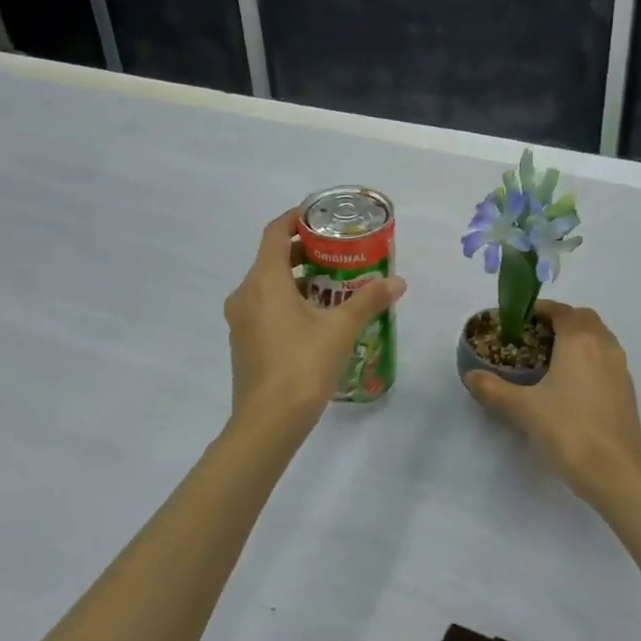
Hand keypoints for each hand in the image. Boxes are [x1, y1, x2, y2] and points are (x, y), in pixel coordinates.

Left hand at [224, 208, 405, 441]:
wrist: (267, 424)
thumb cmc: (302, 366)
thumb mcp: (342, 330)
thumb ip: (369, 300)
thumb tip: (398, 282)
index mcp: (264, 281)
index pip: (274, 232)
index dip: (295, 218)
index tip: (320, 216)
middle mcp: (246, 295)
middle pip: (272, 259)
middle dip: (303, 251)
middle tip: (338, 253)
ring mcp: (241, 321)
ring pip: (268, 285)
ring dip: (297, 279)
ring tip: (334, 286)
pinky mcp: (245, 343)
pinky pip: (265, 308)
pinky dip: (287, 302)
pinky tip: (317, 319)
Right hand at [463, 301, 640, 511]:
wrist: (617, 472)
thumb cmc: (569, 431)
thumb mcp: (524, 409)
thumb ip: (494, 390)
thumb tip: (470, 376)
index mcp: (579, 340)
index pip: (561, 311)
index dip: (540, 311)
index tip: (519, 321)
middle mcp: (603, 345)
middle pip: (584, 319)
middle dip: (560, 321)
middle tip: (534, 338)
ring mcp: (620, 368)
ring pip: (599, 338)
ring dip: (578, 338)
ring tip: (552, 359)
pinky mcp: (627, 390)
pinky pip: (607, 359)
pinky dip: (590, 358)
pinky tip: (572, 384)